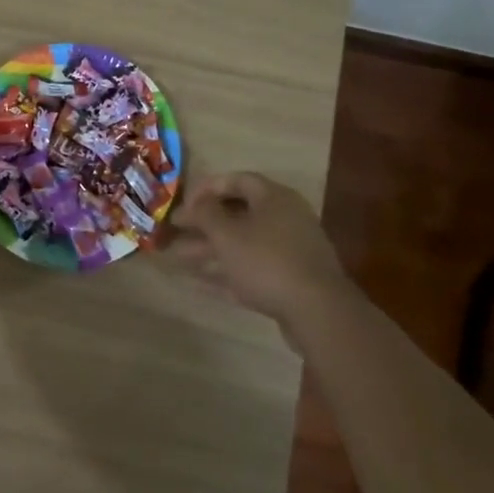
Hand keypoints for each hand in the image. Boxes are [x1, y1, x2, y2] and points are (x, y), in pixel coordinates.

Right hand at [168, 173, 347, 334]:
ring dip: (211, 250)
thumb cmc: (267, 261)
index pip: (236, 180)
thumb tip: (195, 203)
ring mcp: (289, 252)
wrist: (318, 312)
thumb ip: (206, 214)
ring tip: (178, 258)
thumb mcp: (227, 234)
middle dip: (204, 224)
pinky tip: (198, 283)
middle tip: (175, 231)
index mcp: (273, 197)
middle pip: (237, 214)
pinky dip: (226, 273)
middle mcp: (284, 218)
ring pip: (242, 245)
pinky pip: (251, 270)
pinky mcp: (289, 282)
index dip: (207, 187)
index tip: (183, 202)